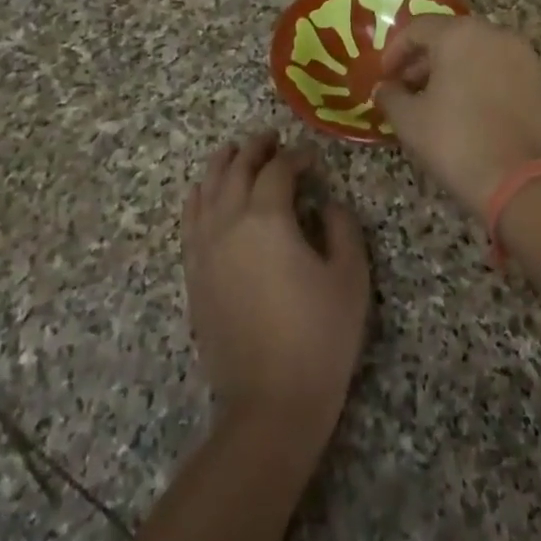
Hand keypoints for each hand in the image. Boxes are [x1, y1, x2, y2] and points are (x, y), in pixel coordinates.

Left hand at [184, 132, 369, 441]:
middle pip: (236, 171)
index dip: (296, 157)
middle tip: (270, 138)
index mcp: (267, 219)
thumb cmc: (320, 336)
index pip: (278, 171)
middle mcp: (228, 225)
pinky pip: (189, 223)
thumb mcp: (350, 276)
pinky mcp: (195, 276)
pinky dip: (197, 199)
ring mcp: (205, 251)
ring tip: (234, 151)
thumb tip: (327, 204)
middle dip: (255, 150)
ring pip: (206, 191)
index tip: (312, 159)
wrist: (270, 402)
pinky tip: (203, 194)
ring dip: (221, 166)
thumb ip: (342, 227)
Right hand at [374, 16, 540, 221]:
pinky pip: (499, 67)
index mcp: (460, 34)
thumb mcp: (410, 120)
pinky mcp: (539, 79)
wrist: (520, 181)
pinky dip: (479, 78)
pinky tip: (467, 108)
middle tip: (406, 87)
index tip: (384, 76)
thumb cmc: (456, 142)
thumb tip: (385, 87)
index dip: (395, 50)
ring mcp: (522, 55)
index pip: (418, 28)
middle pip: (450, 35)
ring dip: (452, 68)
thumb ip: (390, 96)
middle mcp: (494, 33)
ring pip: (477, 50)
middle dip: (424, 59)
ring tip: (435, 100)